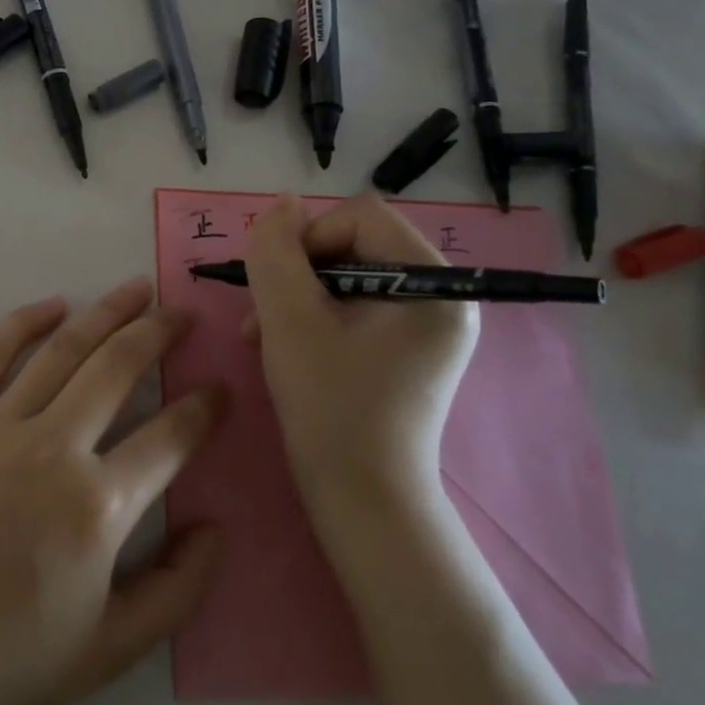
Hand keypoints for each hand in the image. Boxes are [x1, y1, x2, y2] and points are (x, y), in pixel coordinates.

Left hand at [0, 278, 225, 704]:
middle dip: (159, 333)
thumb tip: (215, 528)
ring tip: (137, 289)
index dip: (204, 408)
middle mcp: (53, 449)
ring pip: (63, 351)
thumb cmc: (10, 659)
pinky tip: (53, 305)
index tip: (220, 389)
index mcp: (98, 507)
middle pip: (118, 368)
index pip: (169, 437)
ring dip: (106, 313)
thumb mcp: (112, 649)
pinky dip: (22, 323)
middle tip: (183, 313)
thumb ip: (178, 590)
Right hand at [244, 194, 478, 513]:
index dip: (308, 238)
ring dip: (298, 295)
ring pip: (348, 275)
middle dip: (299, 272)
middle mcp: (442, 296)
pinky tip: (284, 345)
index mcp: (433, 283)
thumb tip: (282, 204)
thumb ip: (277, 251)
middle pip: (355, 244)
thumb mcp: (289, 319)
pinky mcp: (408, 349)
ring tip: (262, 334)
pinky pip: (355, 307)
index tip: (277, 286)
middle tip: (262, 314)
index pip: (360, 216)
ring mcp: (427, 326)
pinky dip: (315, 317)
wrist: (362, 500)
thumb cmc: (330, 406)